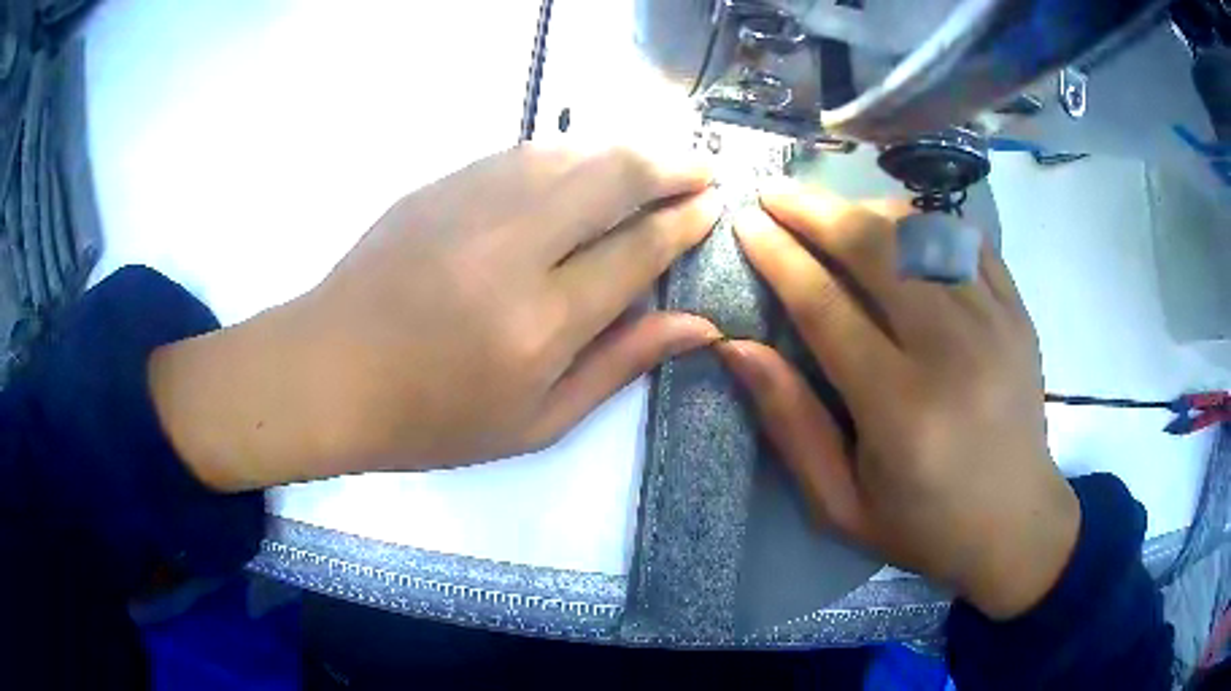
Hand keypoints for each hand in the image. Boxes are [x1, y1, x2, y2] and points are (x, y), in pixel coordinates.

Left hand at [150, 144, 722, 490]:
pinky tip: (584, 164)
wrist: (328, 372)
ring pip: (571, 153)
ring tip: (655, 163)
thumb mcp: (536, 423)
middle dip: (671, 167)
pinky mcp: (439, 185)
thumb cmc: (431, 418)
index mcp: (540, 322)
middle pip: (613, 177)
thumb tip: (697, 326)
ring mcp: (469, 204)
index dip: (685, 222)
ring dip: (624, 151)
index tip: (713, 207)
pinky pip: (523, 153)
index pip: (638, 249)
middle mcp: (512, 248)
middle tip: (703, 170)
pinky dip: (569, 153)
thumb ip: (619, 365)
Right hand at [718, 182, 1078, 619]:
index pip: (825, 305)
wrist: (1017, 525)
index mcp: (900, 409)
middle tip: (775, 193)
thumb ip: (791, 425)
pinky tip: (899, 228)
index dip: (778, 255)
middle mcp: (951, 352)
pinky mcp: (1018, 313)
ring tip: (831, 211)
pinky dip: (925, 223)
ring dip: (865, 210)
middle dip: (814, 210)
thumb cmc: (923, 526)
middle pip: (875, 248)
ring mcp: (994, 323)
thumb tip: (738, 348)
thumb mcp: (840, 504)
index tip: (745, 222)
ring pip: (921, 232)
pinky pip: (966, 242)